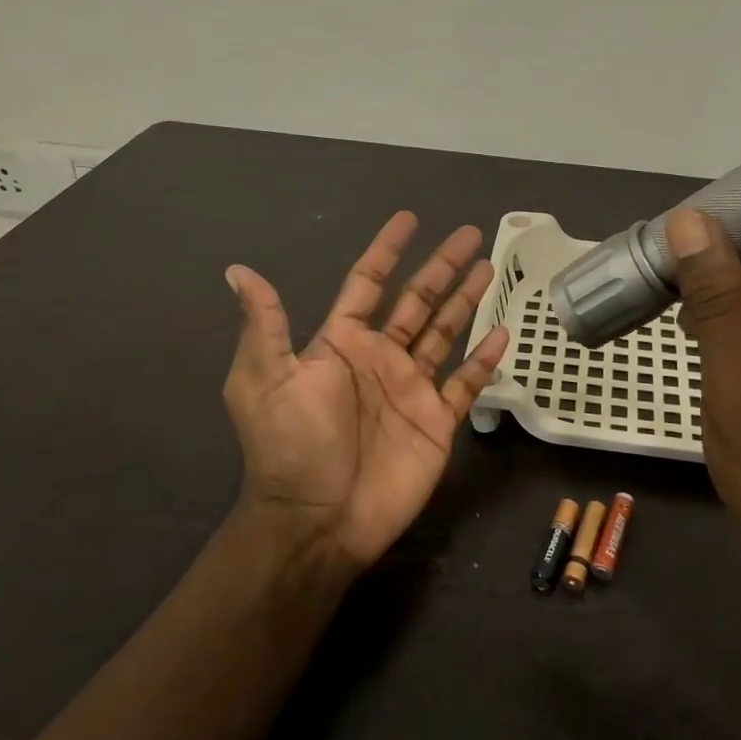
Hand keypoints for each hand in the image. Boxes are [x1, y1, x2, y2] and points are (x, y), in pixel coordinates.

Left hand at [222, 212, 508, 572]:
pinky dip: (484, 359)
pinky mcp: (437, 421)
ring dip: (466, 300)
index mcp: (341, 343)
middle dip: (442, 266)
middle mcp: (379, 358)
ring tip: (490, 268)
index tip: (409, 219)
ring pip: (445, 332)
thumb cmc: (292, 445)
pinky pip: (466, 383)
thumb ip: (265, 324)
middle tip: (470, 233)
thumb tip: (238, 269)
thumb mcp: (265, 380)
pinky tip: (502, 333)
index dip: (387, 251)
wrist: (319, 520)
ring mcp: (411, 389)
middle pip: (417, 300)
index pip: (367, 283)